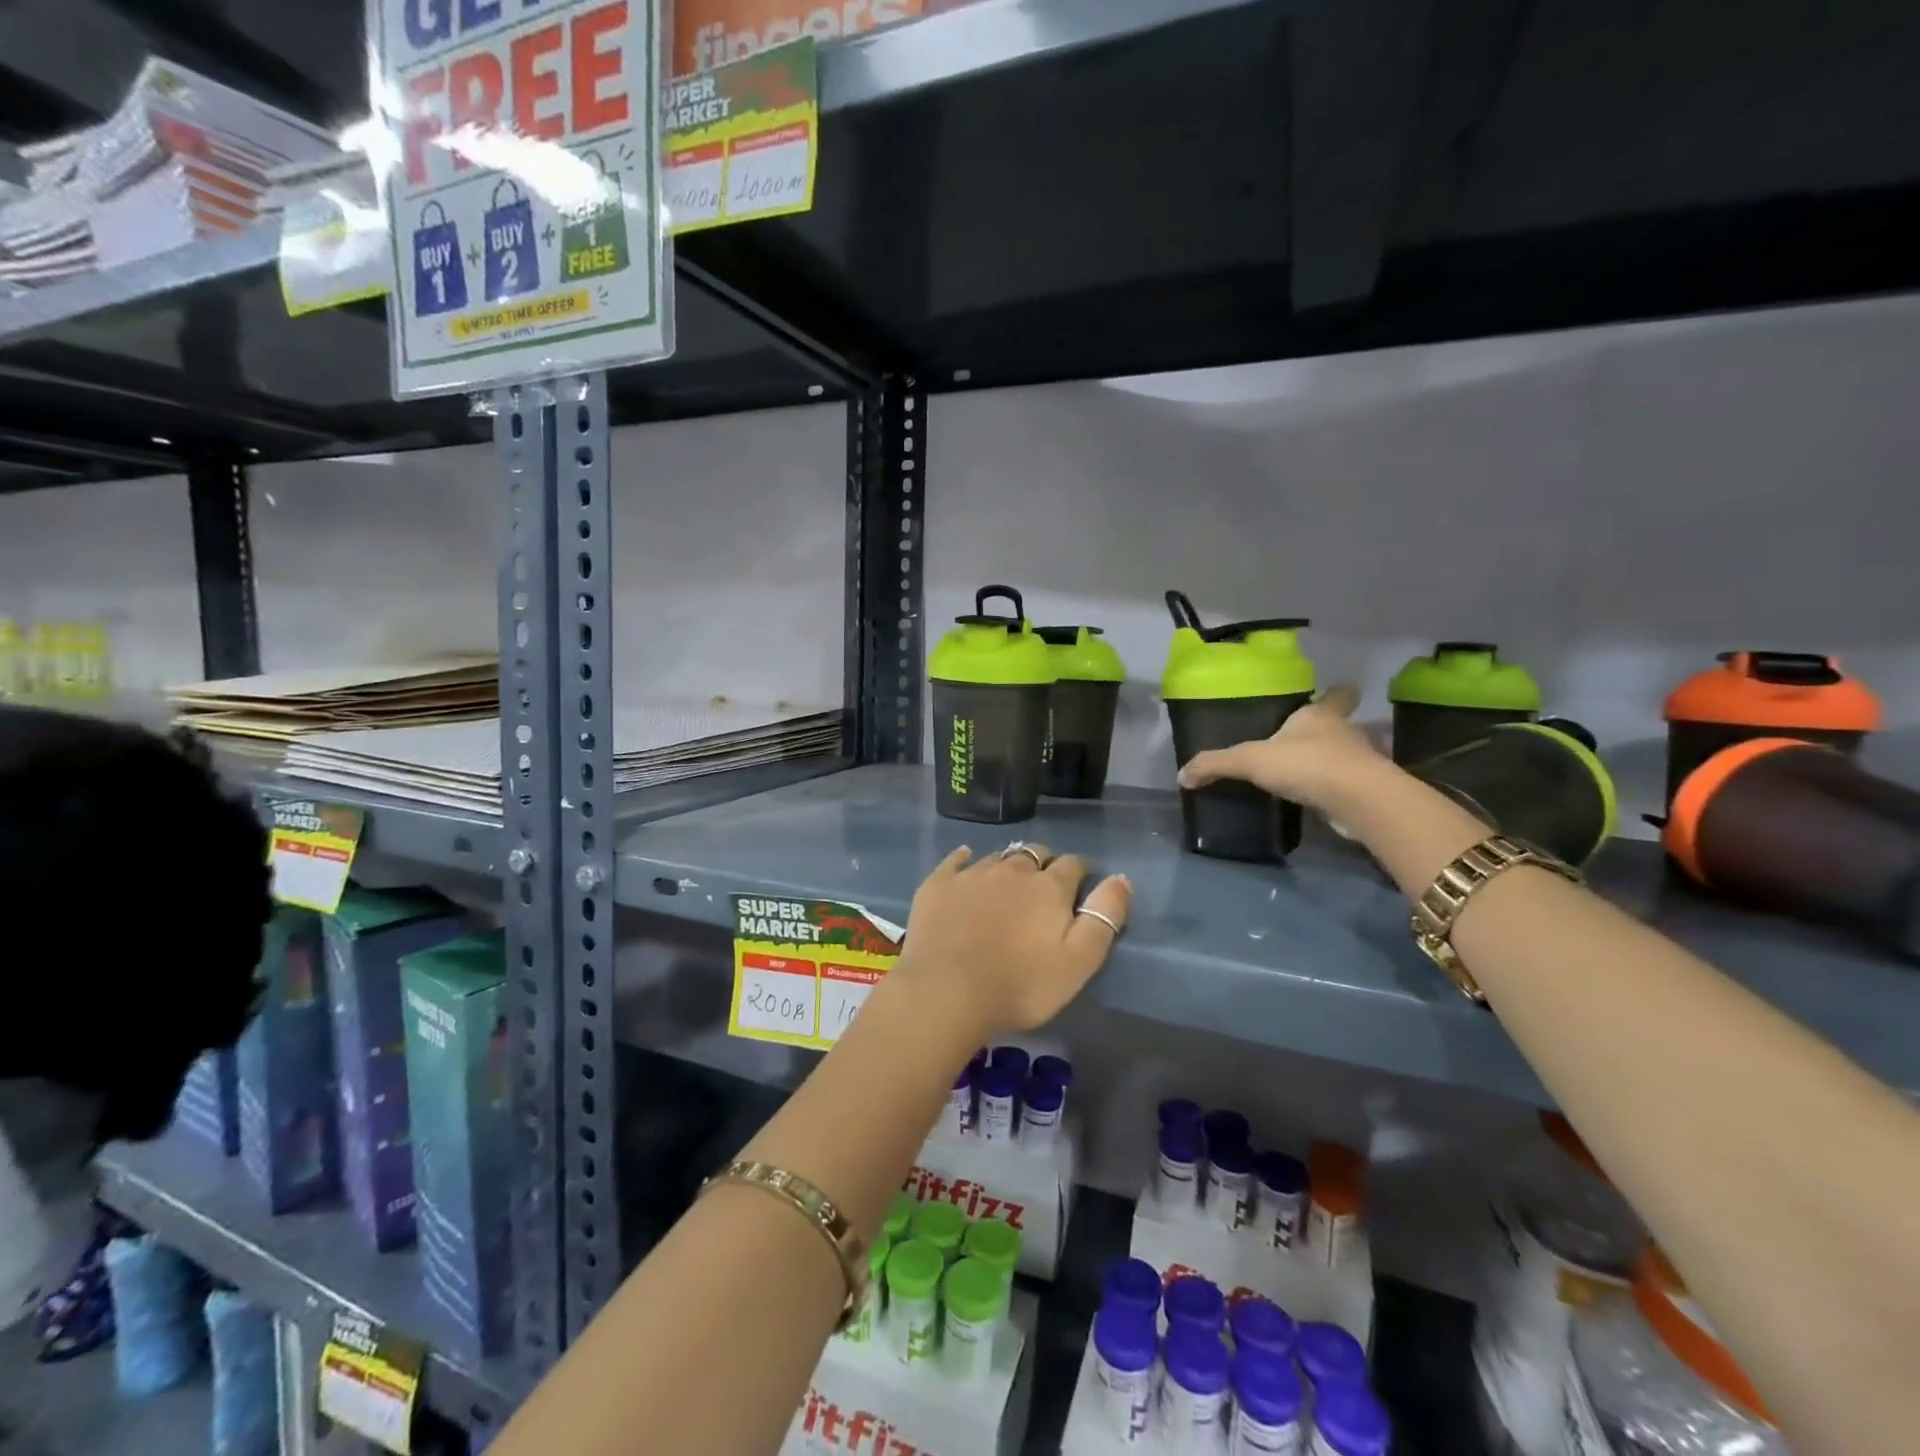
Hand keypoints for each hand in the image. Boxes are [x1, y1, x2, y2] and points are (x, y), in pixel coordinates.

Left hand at [890, 846, 1131, 1038]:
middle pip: (1035, 853)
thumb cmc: (1020, 985)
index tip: (1081, 886)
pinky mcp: (938, 885)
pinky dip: (964, 859)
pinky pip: (955, 861)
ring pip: (998, 858)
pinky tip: (965, 861)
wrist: (946, 992)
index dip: (1081, 872)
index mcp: (1048, 887)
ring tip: (1008, 884)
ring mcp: (971, 874)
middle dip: (1045, 864)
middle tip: (1045, 887)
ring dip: (1008, 866)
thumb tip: (1121, 878)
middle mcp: (1011, 870)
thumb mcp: (1079, 961)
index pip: (1073, 864)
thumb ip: (1104, 917)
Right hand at [1176, 684, 1384, 815]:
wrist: (1359, 802)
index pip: (1339, 694)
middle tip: (1300, 742)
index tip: (1332, 693)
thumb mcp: (1250, 760)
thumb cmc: (1307, 764)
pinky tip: (1312, 801)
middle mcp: (1345, 733)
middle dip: (1324, 732)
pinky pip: (1345, 787)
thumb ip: (1216, 764)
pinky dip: (1332, 792)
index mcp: (1321, 715)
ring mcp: (1360, 763)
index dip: (1336, 693)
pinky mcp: (1365, 793)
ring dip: (1328, 764)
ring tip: (1301, 775)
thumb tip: (1181, 775)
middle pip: (1340, 725)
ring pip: (1344, 756)